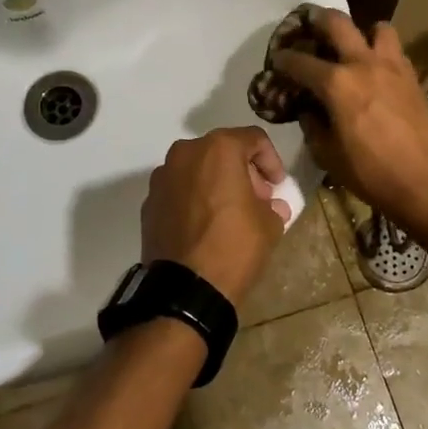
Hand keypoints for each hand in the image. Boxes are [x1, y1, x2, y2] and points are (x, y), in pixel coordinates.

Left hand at [140, 127, 292, 307]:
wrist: (186, 288)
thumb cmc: (234, 246)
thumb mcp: (269, 225)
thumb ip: (273, 206)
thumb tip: (271, 206)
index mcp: (219, 148)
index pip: (254, 139)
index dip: (271, 160)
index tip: (278, 185)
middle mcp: (186, 153)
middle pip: (222, 150)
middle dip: (243, 171)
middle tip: (258, 199)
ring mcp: (162, 176)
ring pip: (197, 168)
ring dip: (217, 182)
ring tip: (230, 212)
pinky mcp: (149, 202)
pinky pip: (179, 190)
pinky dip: (194, 198)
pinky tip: (205, 224)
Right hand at [272, 8, 427, 223]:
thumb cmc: (373, 173)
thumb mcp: (329, 156)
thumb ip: (313, 127)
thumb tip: (308, 111)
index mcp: (336, 83)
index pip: (300, 61)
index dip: (283, 59)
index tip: (276, 60)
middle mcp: (363, 64)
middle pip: (337, 22)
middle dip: (317, 20)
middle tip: (308, 28)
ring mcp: (392, 67)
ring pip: (376, 27)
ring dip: (362, 32)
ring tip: (354, 48)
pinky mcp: (413, 77)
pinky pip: (395, 51)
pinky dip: (382, 53)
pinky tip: (376, 73)